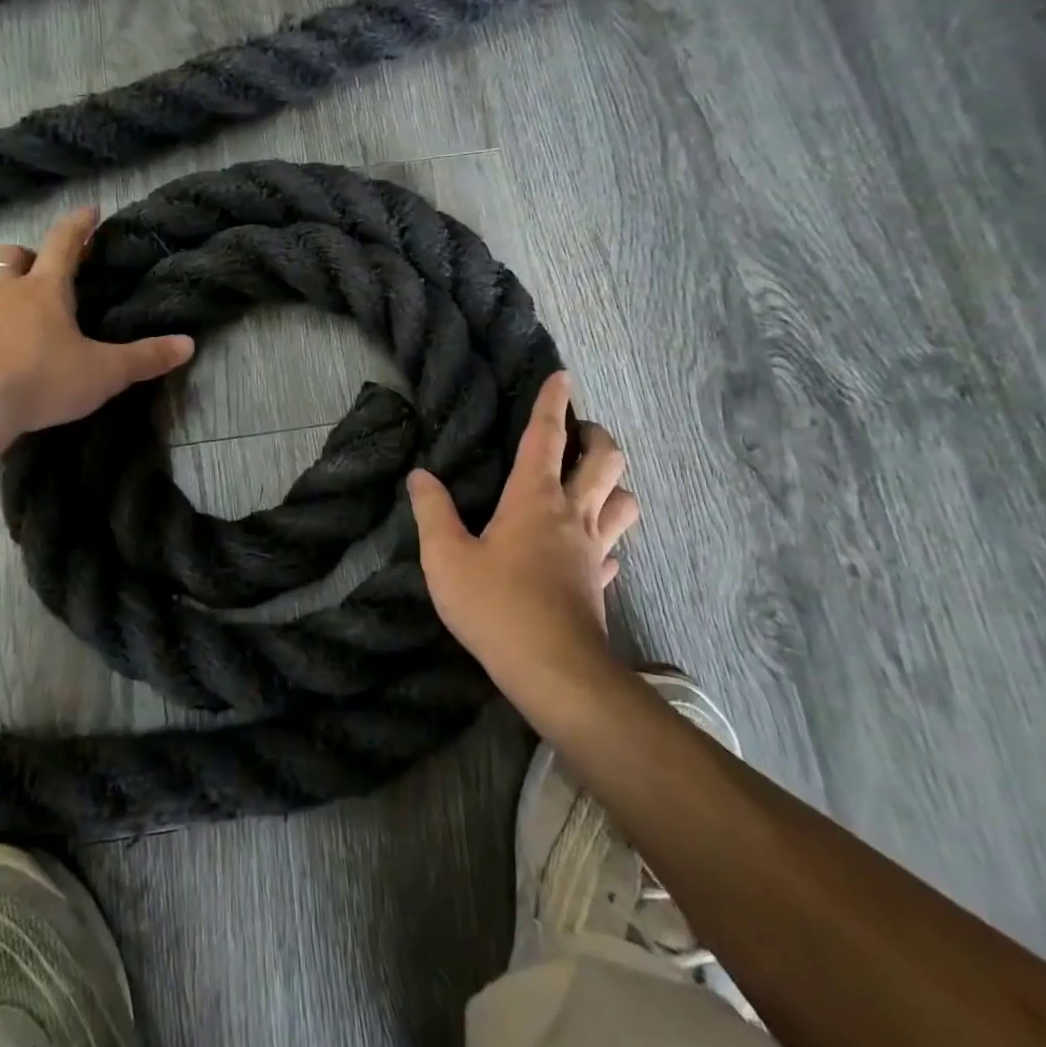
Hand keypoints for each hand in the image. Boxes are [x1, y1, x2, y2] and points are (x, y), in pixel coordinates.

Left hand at [0, 206, 194, 440]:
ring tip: (20, 324)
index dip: (79, 224)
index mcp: (46, 290)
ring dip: (4, 296)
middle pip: (14, 258)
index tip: (89, 210)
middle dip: (29, 256)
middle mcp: (4, 291)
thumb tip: (188, 344)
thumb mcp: (102, 373)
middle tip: (42, 269)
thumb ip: (144, 359)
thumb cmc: (39, 380)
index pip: (64, 242)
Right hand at [408, 372, 638, 697]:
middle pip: (605, 460)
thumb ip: (432, 511)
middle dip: (597, 436)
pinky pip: (614, 548)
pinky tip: (592, 547)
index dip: (553, 402)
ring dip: (614, 483)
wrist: (553, 670)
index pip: (547, 436)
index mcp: (534, 498)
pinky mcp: (601, 582)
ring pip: (624, 500)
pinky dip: (607, 536)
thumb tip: (420, 475)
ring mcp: (594, 549)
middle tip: (581, 432)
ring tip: (592, 482)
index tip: (562, 376)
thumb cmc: (496, 606)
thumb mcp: (445, 557)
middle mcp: (572, 514)